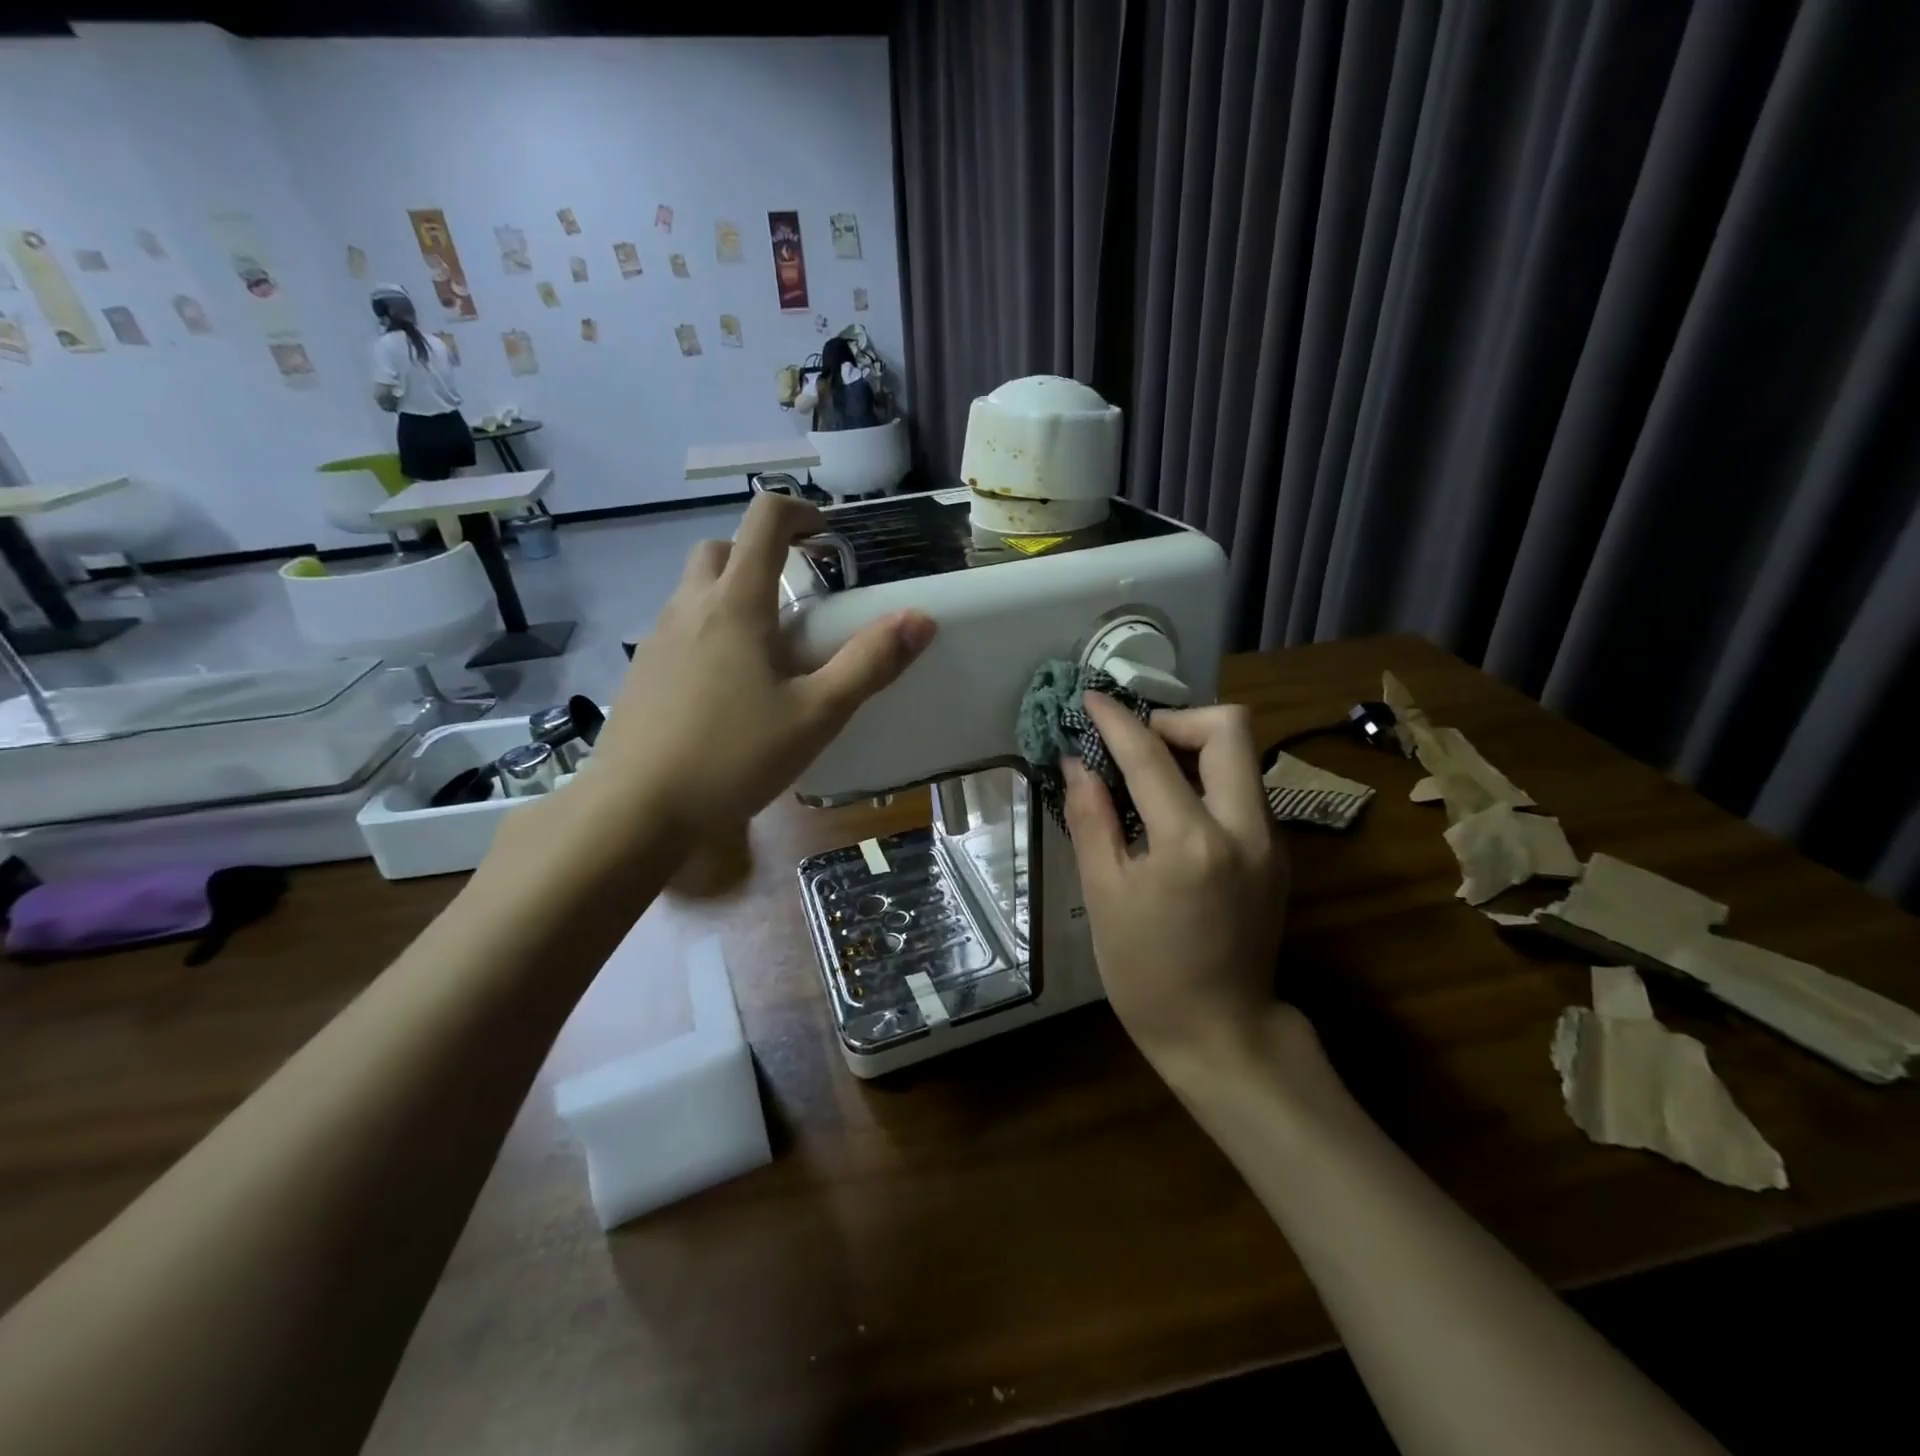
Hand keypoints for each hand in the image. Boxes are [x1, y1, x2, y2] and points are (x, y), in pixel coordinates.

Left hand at [587, 494, 935, 834]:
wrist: (635, 810)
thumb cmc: (733, 756)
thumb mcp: (816, 715)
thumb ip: (870, 664)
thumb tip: (920, 619)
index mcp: (736, 605)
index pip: (764, 520)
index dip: (800, 512)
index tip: (827, 536)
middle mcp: (690, 607)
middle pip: (721, 548)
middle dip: (760, 552)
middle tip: (796, 594)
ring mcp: (657, 638)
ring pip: (695, 589)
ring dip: (732, 591)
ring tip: (767, 647)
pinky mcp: (641, 671)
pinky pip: (678, 628)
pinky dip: (708, 630)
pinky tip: (727, 687)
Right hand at [1062, 695, 1292, 1067]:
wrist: (1221, 1032)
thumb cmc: (1146, 972)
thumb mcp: (1103, 895)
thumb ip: (1090, 818)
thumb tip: (1076, 762)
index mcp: (1192, 842)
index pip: (1151, 754)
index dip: (1116, 720)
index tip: (1090, 699)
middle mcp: (1245, 828)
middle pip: (1229, 728)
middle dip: (1176, 719)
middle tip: (1134, 744)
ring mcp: (1271, 840)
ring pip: (1242, 756)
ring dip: (1194, 747)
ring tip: (1148, 773)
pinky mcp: (1277, 854)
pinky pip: (1245, 788)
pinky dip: (1208, 778)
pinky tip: (1174, 808)